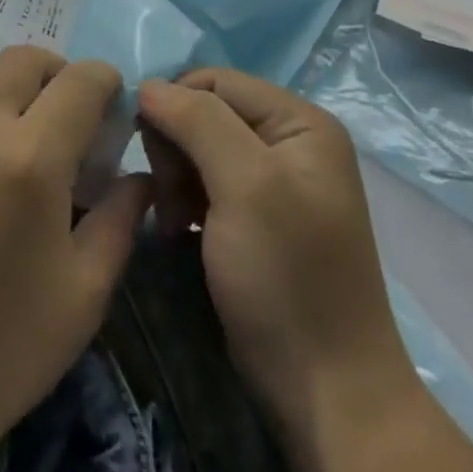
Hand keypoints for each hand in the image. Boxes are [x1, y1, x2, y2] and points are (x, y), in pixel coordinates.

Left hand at [0, 47, 151, 471]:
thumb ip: (120, 219)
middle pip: (25, 60)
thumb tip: (139, 174)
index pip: (81, 80)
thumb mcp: (83, 294)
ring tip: (10, 136)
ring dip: (6, 88)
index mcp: (30, 157)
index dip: (106, 84)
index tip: (110, 110)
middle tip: (64, 123)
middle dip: (58, 77)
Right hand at [137, 69, 419, 435]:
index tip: (149, 151)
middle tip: (171, 196)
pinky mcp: (253, 218)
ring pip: (196, 149)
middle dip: (175, 148)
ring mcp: (272, 182)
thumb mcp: (245, 186)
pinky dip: (184, 202)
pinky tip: (181, 232)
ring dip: (175, 178)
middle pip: (204, 113)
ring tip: (176, 221)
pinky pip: (203, 184)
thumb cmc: (288, 277)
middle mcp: (289, 142)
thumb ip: (198, 122)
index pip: (214, 80)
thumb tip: (148, 85)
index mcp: (300, 122)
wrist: (324, 390)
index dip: (174, 104)